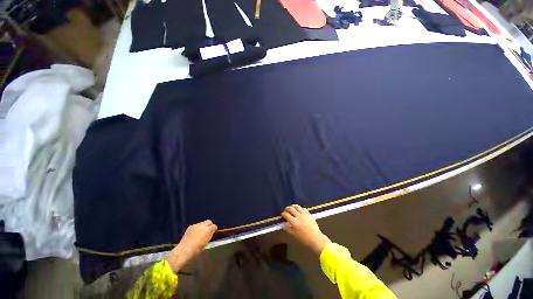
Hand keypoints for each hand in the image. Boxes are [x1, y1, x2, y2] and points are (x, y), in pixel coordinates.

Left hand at [167, 220, 216, 272]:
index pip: (213, 226)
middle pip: (208, 221)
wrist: (185, 249)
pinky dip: (197, 228)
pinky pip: (196, 225)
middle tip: (209, 232)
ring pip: (202, 223)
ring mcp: (194, 225)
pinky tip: (196, 234)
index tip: (214, 232)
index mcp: (207, 230)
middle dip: (209, 225)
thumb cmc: (198, 249)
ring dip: (203, 227)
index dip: (214, 229)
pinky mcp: (190, 227)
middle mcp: (201, 226)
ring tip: (202, 234)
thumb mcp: (206, 242)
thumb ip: (209, 235)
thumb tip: (212, 230)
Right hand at [281, 205, 331, 254]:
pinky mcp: (309, 214)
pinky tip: (299, 211)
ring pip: (297, 207)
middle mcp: (299, 216)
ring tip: (292, 209)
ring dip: (293, 207)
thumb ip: (287, 229)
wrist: (315, 238)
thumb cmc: (303, 238)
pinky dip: (300, 208)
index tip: (282, 215)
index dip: (283, 214)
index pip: (286, 214)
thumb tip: (282, 225)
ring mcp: (305, 215)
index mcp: (294, 222)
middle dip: (287, 209)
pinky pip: (304, 209)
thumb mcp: (294, 234)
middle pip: (291, 208)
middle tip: (286, 211)